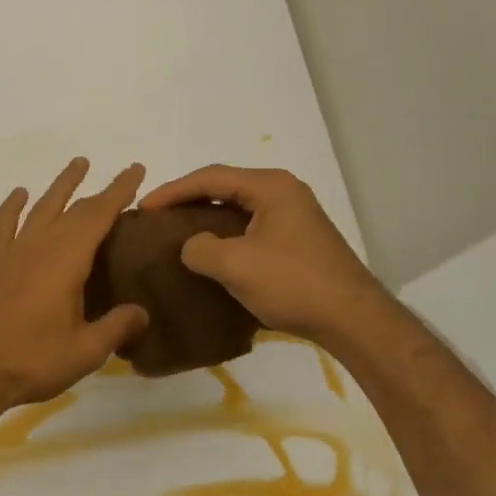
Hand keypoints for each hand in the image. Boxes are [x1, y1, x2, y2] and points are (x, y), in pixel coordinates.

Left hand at [0, 158, 149, 412]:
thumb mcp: (85, 351)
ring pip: (41, 208)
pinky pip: (5, 225)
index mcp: (66, 261)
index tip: (136, 170)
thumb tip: (142, 312)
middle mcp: (40, 246)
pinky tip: (20, 194)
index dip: (119, 191)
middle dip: (99, 190)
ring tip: (77, 164)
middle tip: (121, 174)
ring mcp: (13, 253)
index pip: (99, 216)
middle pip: (74, 209)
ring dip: (61, 186)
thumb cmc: (33, 360)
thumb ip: (116, 327)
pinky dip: (13, 207)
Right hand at [139, 165, 379, 345]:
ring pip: (238, 208)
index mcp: (270, 186)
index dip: (172, 190)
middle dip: (188, 200)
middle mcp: (284, 192)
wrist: (352, 319)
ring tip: (177, 234)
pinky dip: (226, 235)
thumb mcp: (235, 265)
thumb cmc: (293, 283)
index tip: (143, 208)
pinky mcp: (298, 240)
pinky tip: (211, 254)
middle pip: (225, 187)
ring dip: (207, 219)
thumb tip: (192, 247)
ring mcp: (294, 216)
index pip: (210, 177)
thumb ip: (200, 248)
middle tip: (157, 218)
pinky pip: (251, 227)